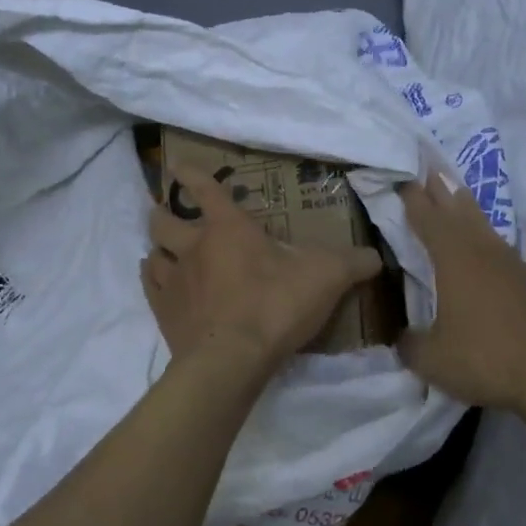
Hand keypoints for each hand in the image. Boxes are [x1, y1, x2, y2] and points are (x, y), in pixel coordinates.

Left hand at [143, 166, 381, 367]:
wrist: (232, 359)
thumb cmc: (277, 305)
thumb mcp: (326, 278)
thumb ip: (352, 263)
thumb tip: (375, 256)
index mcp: (229, 229)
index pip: (205, 190)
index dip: (191, 175)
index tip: (178, 166)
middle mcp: (194, 247)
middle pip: (164, 220)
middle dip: (163, 212)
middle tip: (165, 211)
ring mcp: (174, 281)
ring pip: (153, 252)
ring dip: (157, 247)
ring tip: (163, 249)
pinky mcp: (164, 313)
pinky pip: (150, 287)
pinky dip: (152, 279)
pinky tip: (158, 281)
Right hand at [398, 171, 525, 412]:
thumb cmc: (485, 361)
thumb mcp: (431, 359)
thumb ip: (410, 344)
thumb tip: (402, 338)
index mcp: (454, 262)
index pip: (428, 222)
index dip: (414, 201)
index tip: (404, 180)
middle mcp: (485, 254)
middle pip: (459, 215)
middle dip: (442, 193)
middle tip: (431, 172)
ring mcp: (519, 266)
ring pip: (492, 230)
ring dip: (475, 211)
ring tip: (463, 192)